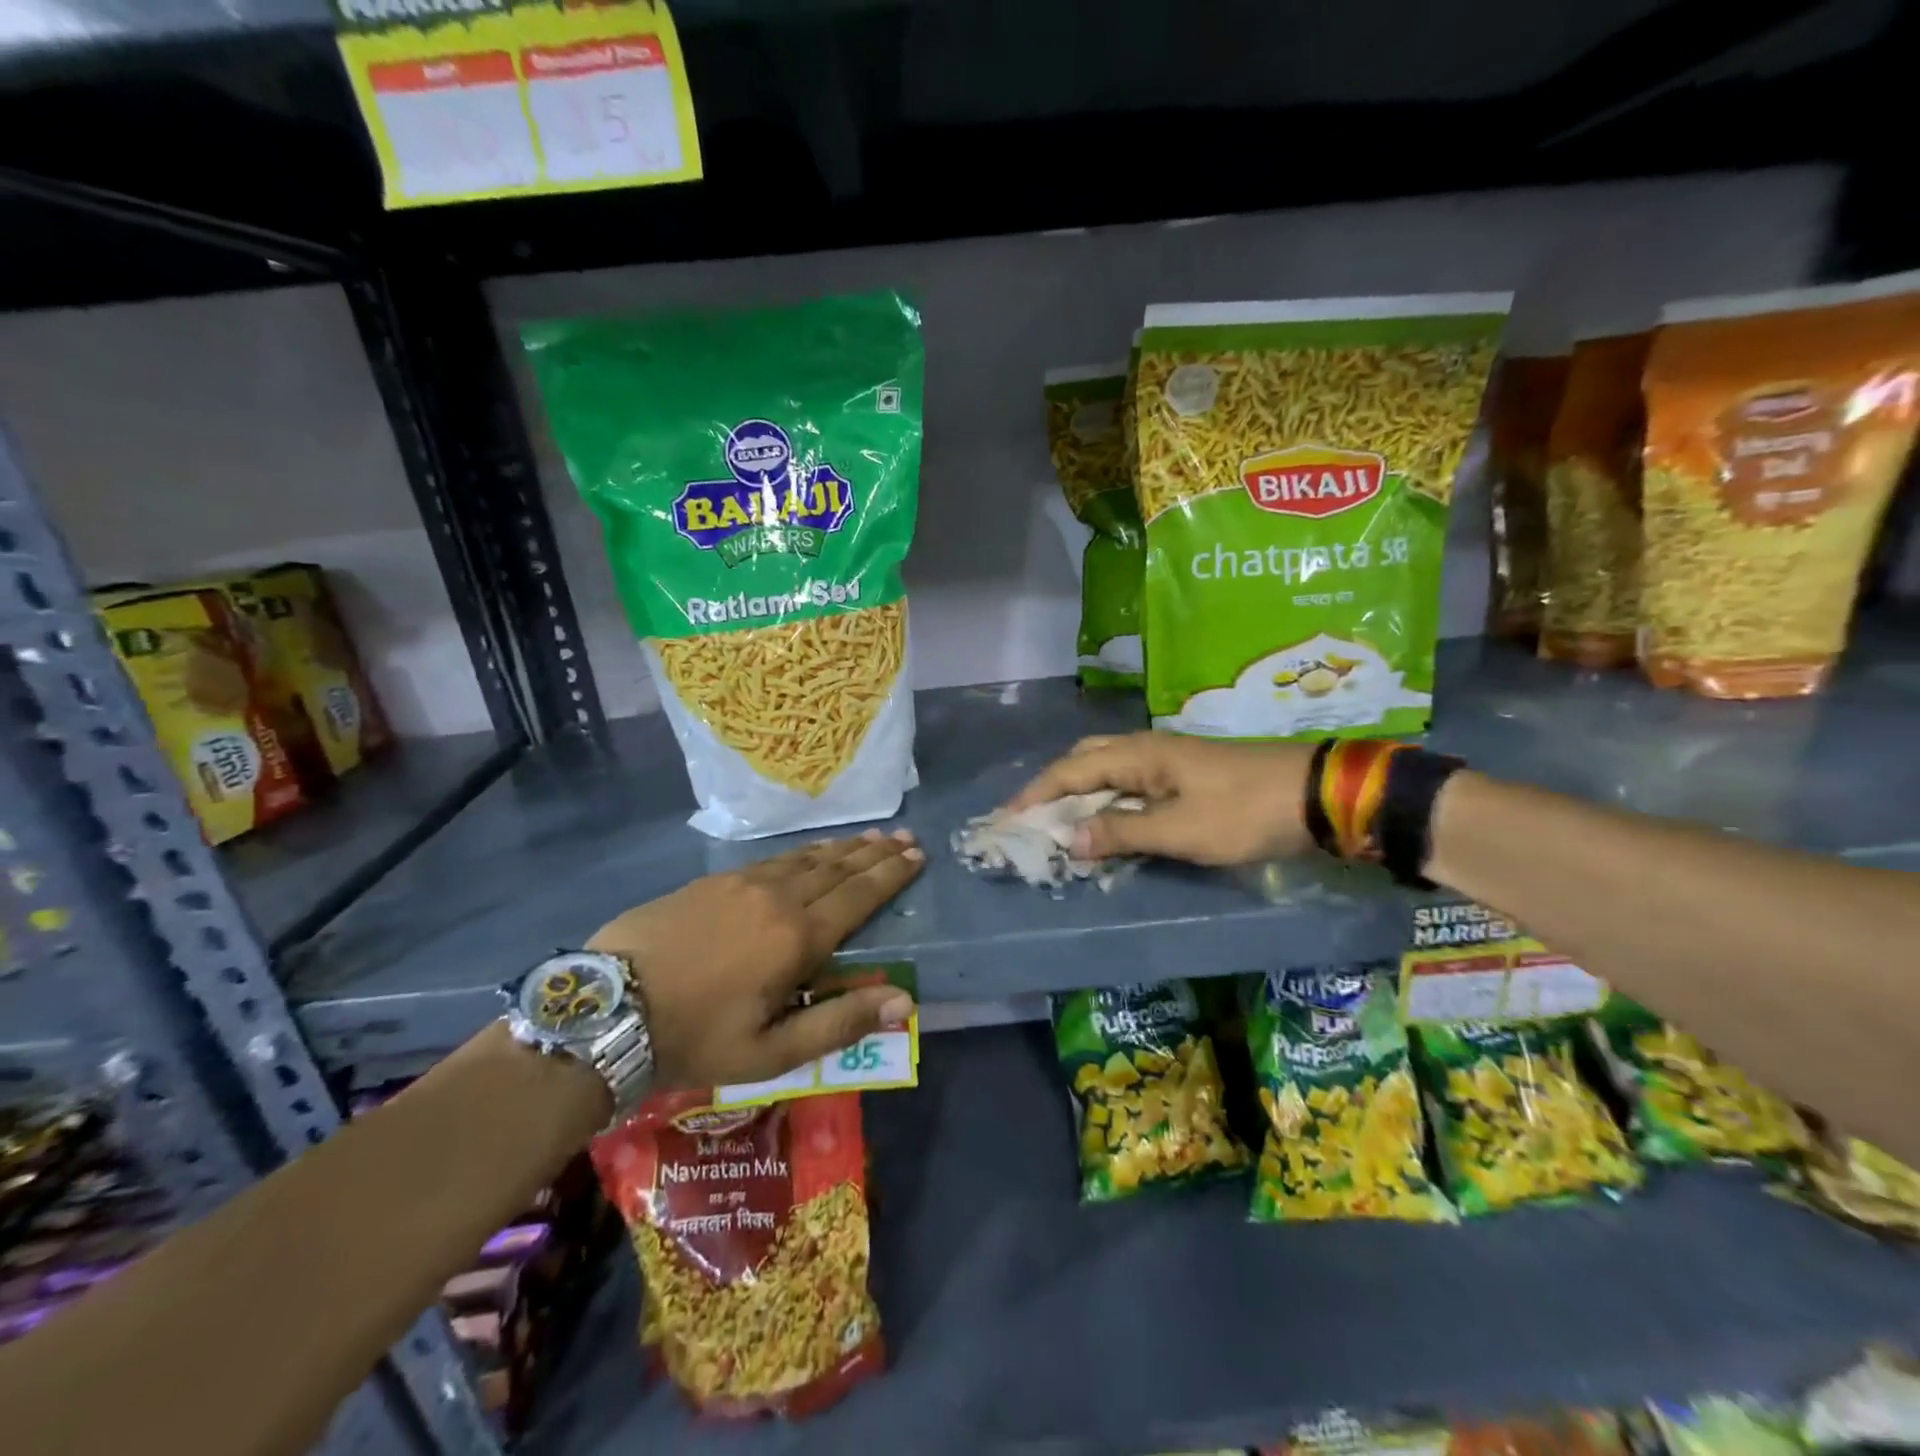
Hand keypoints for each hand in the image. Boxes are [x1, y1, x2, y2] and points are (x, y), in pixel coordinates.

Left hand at [588, 830, 923, 1088]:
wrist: (607, 1007)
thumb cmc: (695, 1038)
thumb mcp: (771, 1052)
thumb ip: (840, 1023)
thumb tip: (905, 1001)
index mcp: (797, 937)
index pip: (858, 897)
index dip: (890, 876)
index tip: (916, 856)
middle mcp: (777, 898)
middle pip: (837, 869)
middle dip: (874, 853)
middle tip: (904, 837)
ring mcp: (742, 883)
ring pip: (806, 859)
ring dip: (842, 848)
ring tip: (868, 838)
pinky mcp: (713, 881)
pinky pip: (774, 859)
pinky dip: (803, 853)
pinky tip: (809, 853)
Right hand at [1008, 733, 1315, 865]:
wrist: (1316, 795)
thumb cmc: (1243, 811)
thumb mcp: (1180, 830)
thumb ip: (1122, 833)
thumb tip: (1069, 839)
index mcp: (1138, 755)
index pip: (1070, 770)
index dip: (1036, 794)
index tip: (1006, 819)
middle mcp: (1146, 748)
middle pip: (1084, 760)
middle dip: (1053, 787)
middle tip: (1032, 819)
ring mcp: (1168, 759)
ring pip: (1107, 769)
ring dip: (1080, 793)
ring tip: (1061, 823)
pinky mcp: (1185, 774)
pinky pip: (1130, 782)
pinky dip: (1107, 799)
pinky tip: (1108, 821)